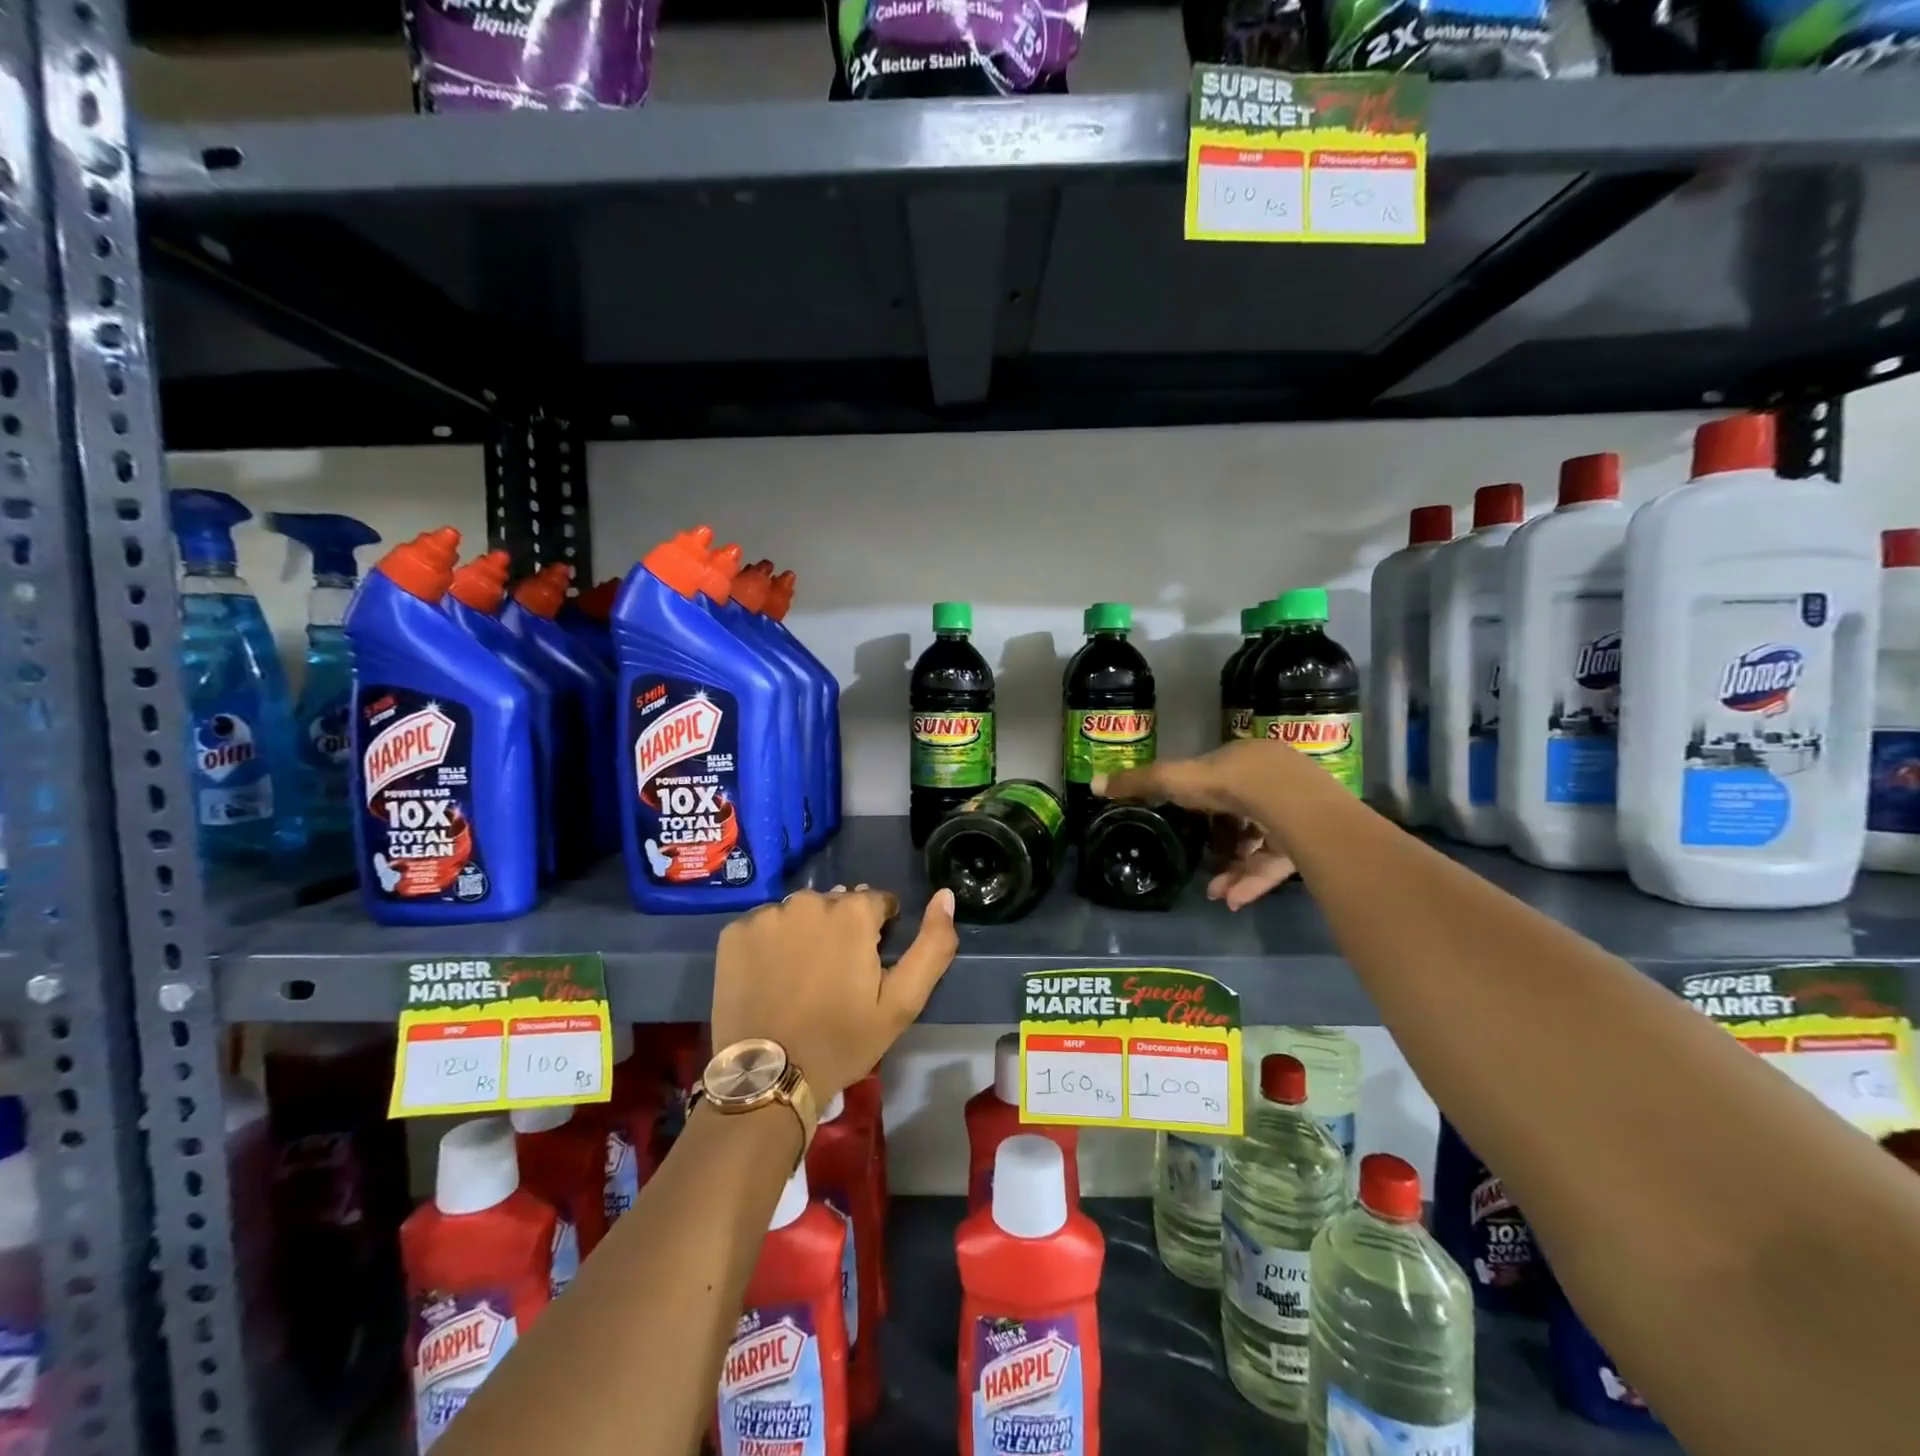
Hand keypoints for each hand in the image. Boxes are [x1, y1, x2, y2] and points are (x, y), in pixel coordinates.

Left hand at [711, 884, 958, 1099]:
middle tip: (834, 978)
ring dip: (806, 933)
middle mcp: (808, 900)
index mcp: (852, 911)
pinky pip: (764, 926)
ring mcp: (767, 915)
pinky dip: (771, 943)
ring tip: (801, 978)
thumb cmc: (842, 1040)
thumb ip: (933, 944)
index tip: (868, 969)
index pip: (877, 903)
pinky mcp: (734, 932)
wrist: (769, 1077)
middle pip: (836, 904)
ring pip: (799, 914)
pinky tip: (771, 977)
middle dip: (842, 930)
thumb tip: (946, 895)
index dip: (879, 934)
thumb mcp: (902, 1002)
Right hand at [1094, 739, 1310, 909]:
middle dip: (1217, 846)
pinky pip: (1277, 863)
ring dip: (1234, 869)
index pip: (1218, 783)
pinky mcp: (1313, 841)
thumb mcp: (1176, 781)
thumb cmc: (1231, 784)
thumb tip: (1093, 784)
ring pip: (1259, 843)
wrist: (1293, 804)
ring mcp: (1297, 811)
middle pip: (1239, 816)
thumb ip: (1139, 783)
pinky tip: (1233, 899)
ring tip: (1215, 892)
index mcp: (1243, 760)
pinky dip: (1253, 881)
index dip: (1199, 808)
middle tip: (1199, 866)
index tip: (1184, 830)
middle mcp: (1273, 781)